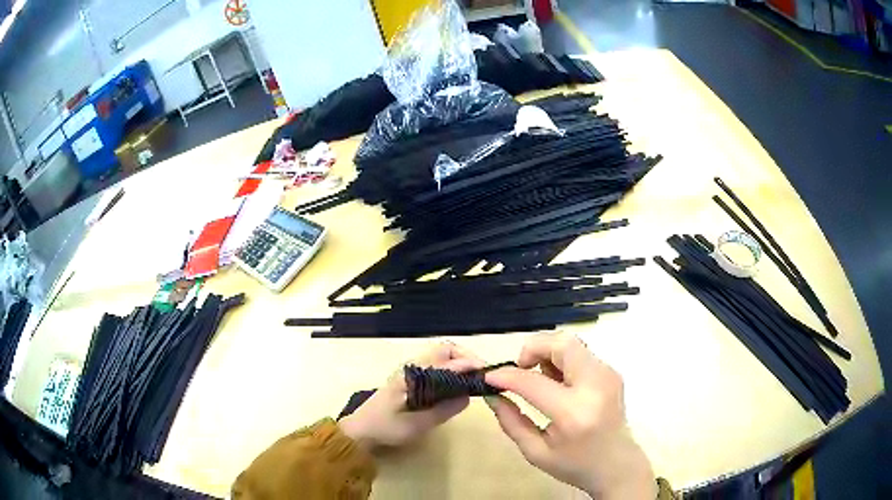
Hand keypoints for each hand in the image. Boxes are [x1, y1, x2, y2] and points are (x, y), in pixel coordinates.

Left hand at [339, 342, 483, 450]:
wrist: (361, 431)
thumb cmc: (386, 428)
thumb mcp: (416, 425)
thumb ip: (443, 410)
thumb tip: (468, 396)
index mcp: (412, 375)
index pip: (446, 361)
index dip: (469, 364)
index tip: (488, 373)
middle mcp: (412, 367)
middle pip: (445, 350)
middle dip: (466, 357)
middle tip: (482, 375)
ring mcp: (411, 371)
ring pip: (441, 356)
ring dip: (460, 362)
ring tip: (474, 380)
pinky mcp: (411, 379)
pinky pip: (436, 366)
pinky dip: (452, 369)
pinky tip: (458, 386)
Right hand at [484, 333, 655, 499]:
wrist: (618, 464)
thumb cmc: (575, 465)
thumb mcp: (536, 452)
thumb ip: (511, 422)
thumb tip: (492, 395)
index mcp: (573, 413)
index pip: (533, 382)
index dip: (507, 376)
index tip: (490, 377)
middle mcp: (595, 386)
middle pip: (561, 344)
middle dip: (533, 348)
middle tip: (521, 369)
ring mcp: (608, 376)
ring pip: (572, 343)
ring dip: (548, 353)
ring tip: (540, 379)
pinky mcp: (611, 373)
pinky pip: (581, 354)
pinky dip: (562, 360)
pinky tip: (558, 384)